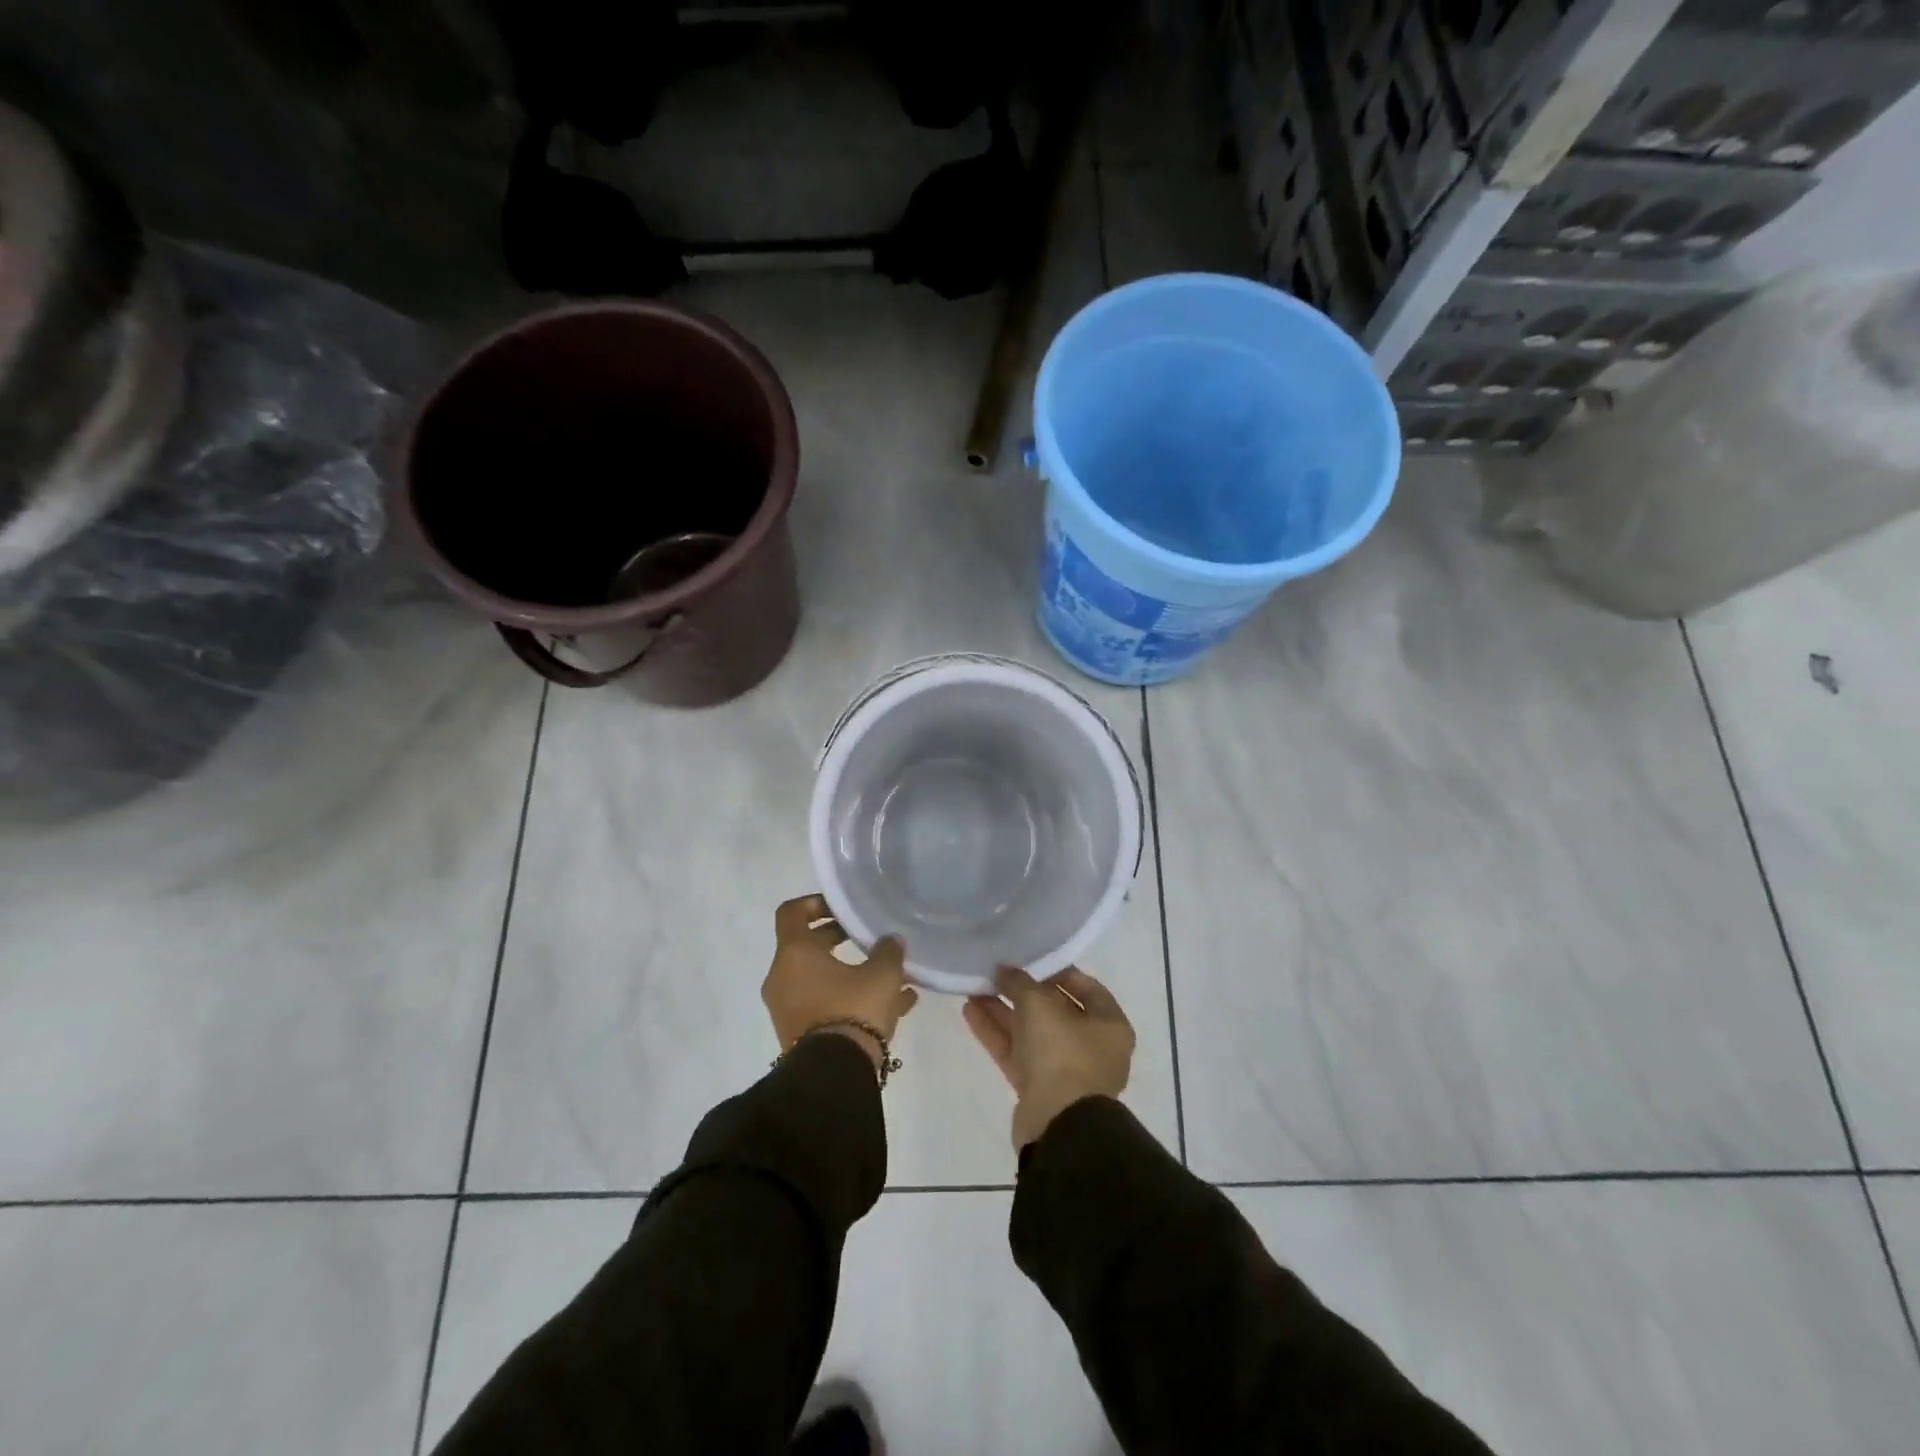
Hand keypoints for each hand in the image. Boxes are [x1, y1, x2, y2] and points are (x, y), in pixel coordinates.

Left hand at [763, 894, 917, 1070]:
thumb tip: (890, 940)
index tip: (842, 909)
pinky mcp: (797, 1035)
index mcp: (794, 953)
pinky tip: (893, 1008)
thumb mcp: (882, 975)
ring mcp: (787, 1008)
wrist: (833, 1075)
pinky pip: (824, 1005)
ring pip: (820, 979)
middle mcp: (782, 977)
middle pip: (807, 946)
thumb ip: (888, 951)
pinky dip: (849, 999)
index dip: (815, 904)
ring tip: (890, 978)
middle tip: (868, 940)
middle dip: (839, 940)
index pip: (791, 912)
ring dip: (850, 973)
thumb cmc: (853, 1009)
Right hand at [963, 965, 1134, 1149]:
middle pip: (1054, 1010)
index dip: (1056, 970)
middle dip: (1022, 992)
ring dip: (1003, 1010)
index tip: (1028, 959)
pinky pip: (1017, 1053)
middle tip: (995, 974)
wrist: (1058, 1126)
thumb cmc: (1062, 1053)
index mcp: (1109, 1025)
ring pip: (1031, 1032)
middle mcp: (1092, 1047)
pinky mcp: (1039, 1090)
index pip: (1085, 987)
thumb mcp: (1039, 1004)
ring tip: (973, 988)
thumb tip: (1004, 970)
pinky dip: (996, 1033)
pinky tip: (970, 1011)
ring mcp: (1065, 1071)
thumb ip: (1020, 982)